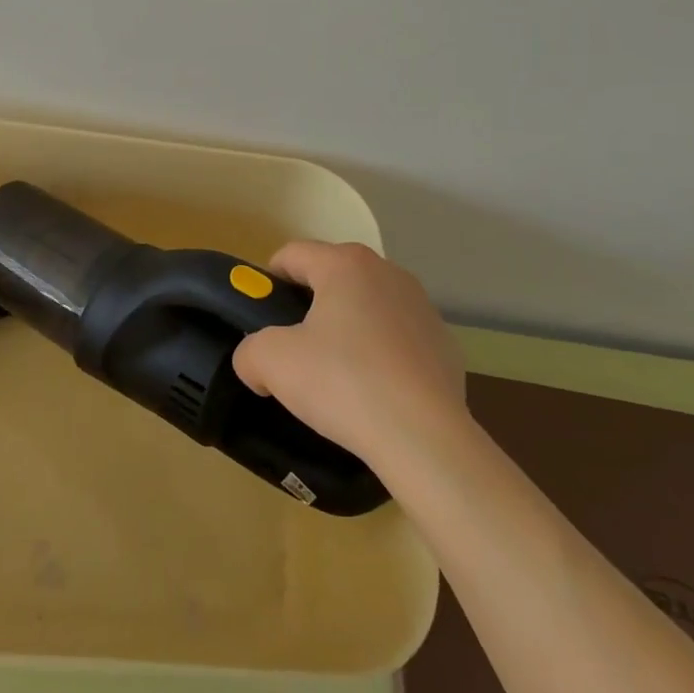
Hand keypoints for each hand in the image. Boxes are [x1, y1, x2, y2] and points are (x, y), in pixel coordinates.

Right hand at [231, 241, 466, 466]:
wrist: (424, 438)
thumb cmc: (343, 383)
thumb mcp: (272, 363)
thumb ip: (249, 352)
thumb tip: (255, 363)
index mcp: (345, 264)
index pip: (292, 254)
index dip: (268, 281)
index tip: (262, 317)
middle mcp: (387, 273)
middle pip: (332, 277)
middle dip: (309, 306)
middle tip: (294, 349)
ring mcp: (422, 307)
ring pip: (367, 306)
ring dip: (347, 328)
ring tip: (337, 375)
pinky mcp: (444, 343)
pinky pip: (397, 338)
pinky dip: (381, 354)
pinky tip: (375, 391)